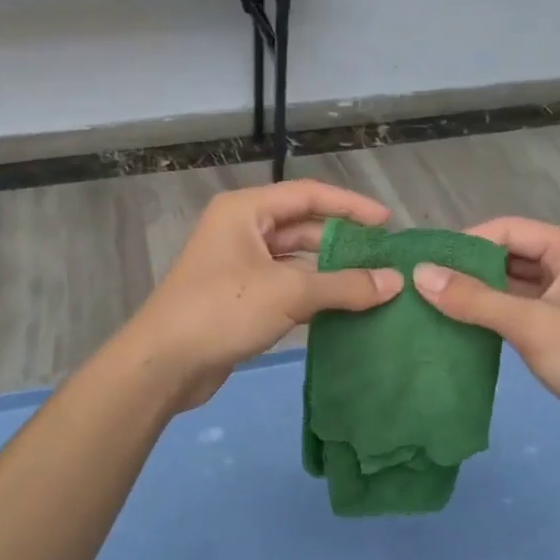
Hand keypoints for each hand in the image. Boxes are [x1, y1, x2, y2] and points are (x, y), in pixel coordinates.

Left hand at [119, 180, 402, 409]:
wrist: (164, 364)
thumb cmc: (223, 310)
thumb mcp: (289, 292)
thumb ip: (345, 285)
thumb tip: (396, 282)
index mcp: (245, 210)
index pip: (308, 195)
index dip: (350, 205)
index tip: (387, 222)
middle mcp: (241, 230)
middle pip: (302, 226)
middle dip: (342, 241)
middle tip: (384, 258)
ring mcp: (239, 265)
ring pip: (295, 260)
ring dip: (330, 271)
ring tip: (373, 285)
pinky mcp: (240, 297)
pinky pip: (286, 286)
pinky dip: (313, 294)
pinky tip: (344, 308)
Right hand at [411, 218, 559, 456]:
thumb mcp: (532, 325)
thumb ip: (475, 299)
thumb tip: (420, 274)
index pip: (506, 229)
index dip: (465, 243)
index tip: (425, 264)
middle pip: (508, 255)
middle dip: (467, 270)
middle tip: (420, 286)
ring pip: (511, 285)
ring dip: (477, 295)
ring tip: (430, 306)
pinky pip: (518, 310)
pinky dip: (491, 316)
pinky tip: (458, 328)